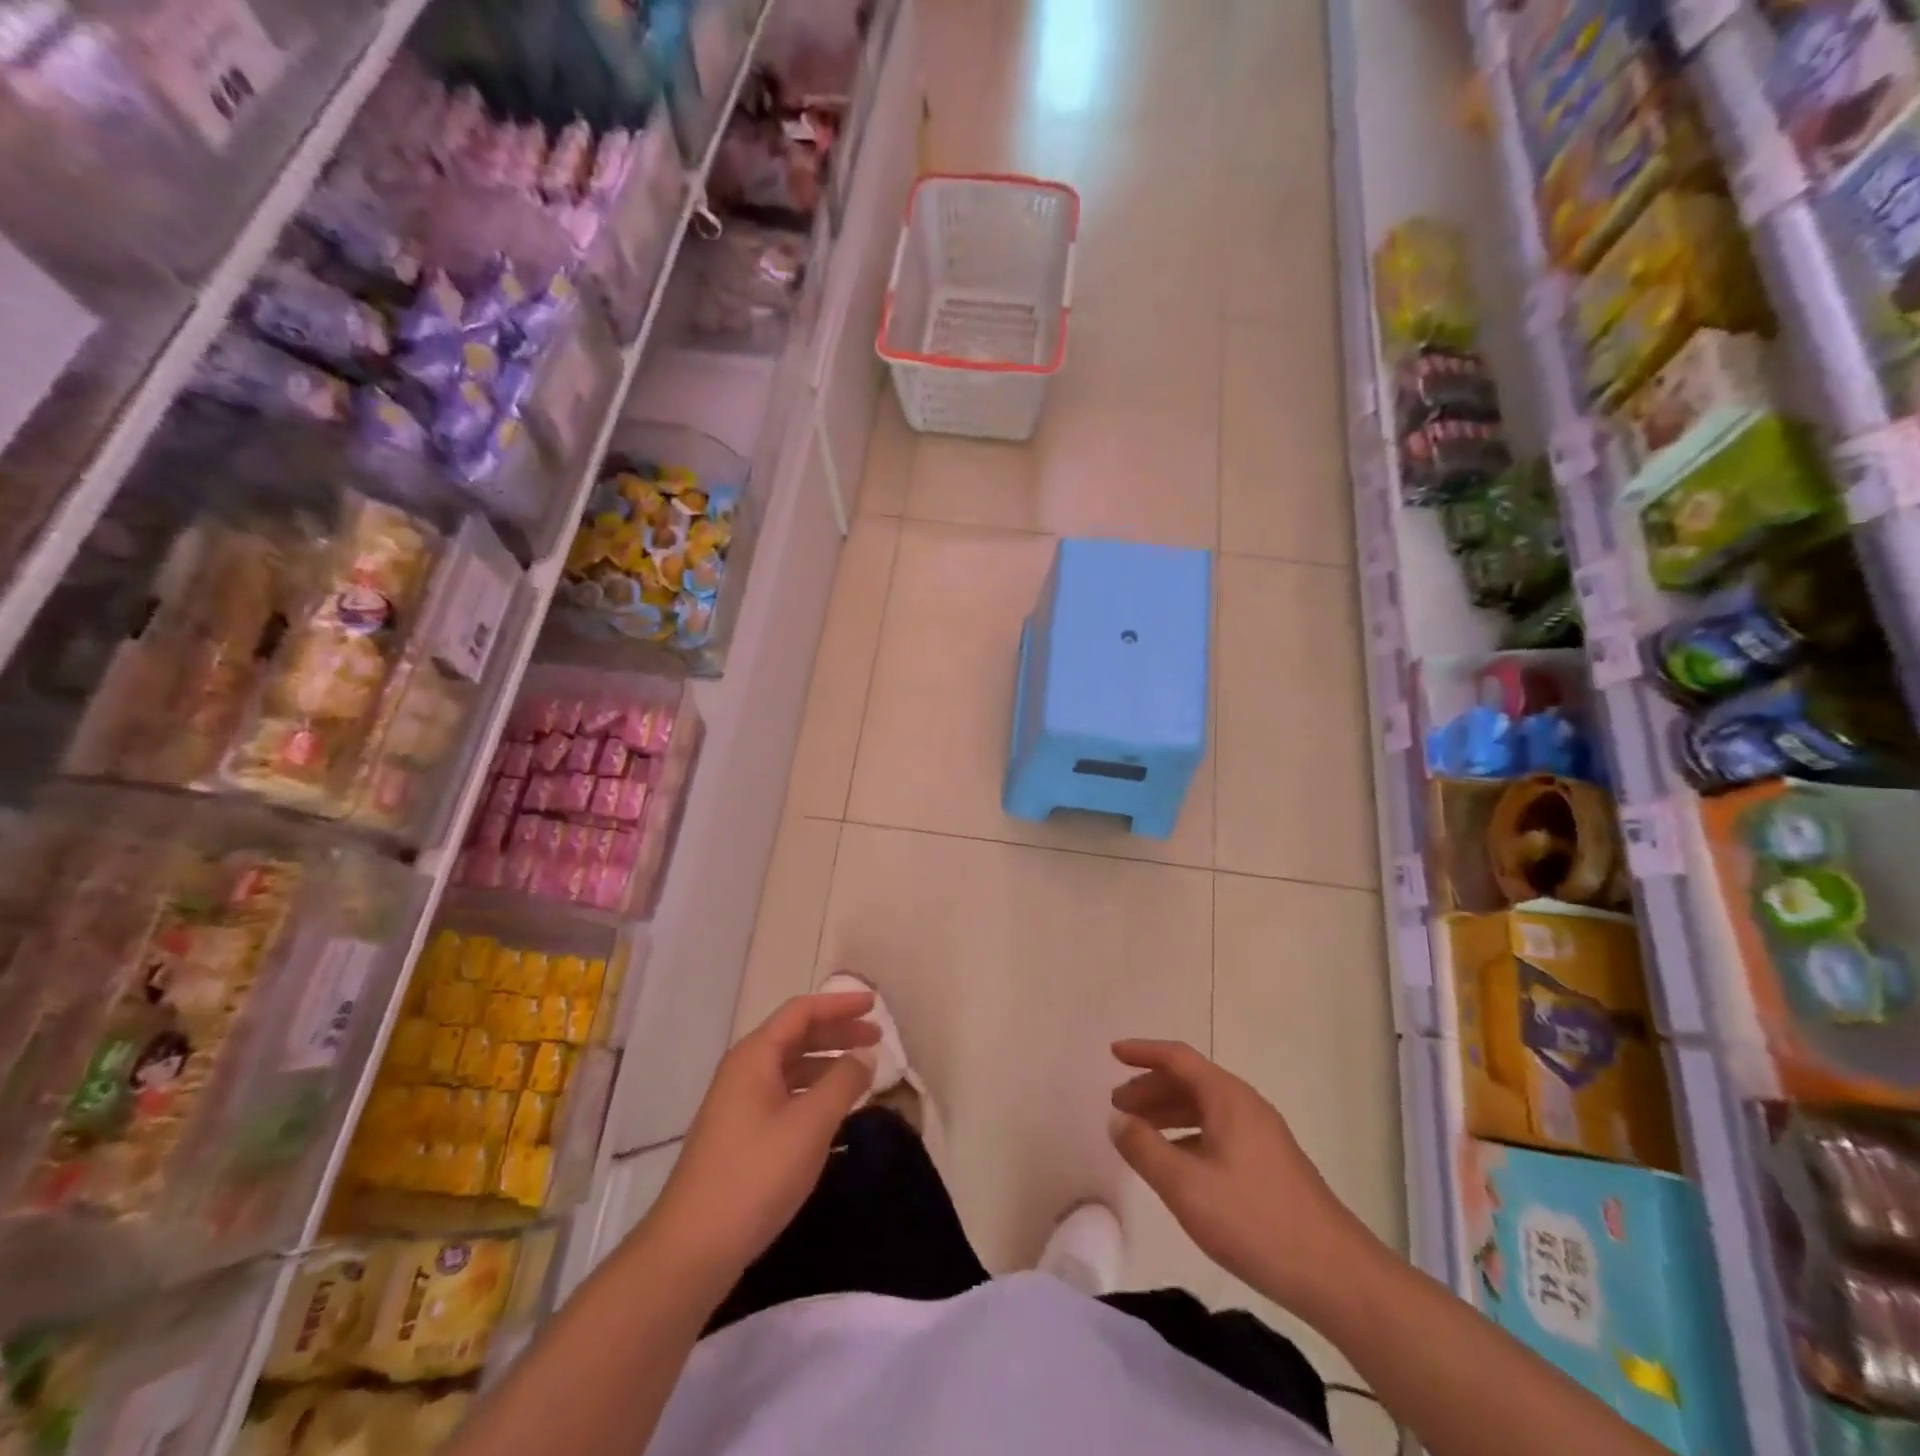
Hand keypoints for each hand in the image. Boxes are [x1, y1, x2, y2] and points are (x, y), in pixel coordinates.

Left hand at [648, 991, 878, 1285]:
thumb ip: (842, 1083)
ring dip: (827, 1063)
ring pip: (790, 1067)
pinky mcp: (739, 1135)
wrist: (691, 1250)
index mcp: (754, 1056)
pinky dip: (813, 1092)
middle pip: (796, 1036)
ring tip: (862, 1074)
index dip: (840, 1004)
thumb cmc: (755, 1176)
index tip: (875, 1005)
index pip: (802, 1011)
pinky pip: (784, 1094)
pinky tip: (833, 1112)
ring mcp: (738, 1104)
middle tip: (878, 1039)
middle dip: (838, 1033)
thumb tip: (864, 1055)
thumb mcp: (810, 1125)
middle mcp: (743, 1070)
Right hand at [1109, 1039, 1379, 1318]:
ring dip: (1167, 1112)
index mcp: (1228, 1098)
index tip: (1112, 1053)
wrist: (1336, 1275)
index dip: (1142, 1052)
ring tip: (1138, 1133)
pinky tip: (1175, 1163)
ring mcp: (1261, 1134)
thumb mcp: (1186, 1186)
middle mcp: (1245, 1105)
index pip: (1177, 1058)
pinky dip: (1187, 1134)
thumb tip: (1118, 1120)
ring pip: (1203, 1108)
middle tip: (1117, 1106)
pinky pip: (1216, 1130)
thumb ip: (1144, 1148)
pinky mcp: (1269, 1163)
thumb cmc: (1255, 1221)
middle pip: (1190, 1081)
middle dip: (1150, 1088)